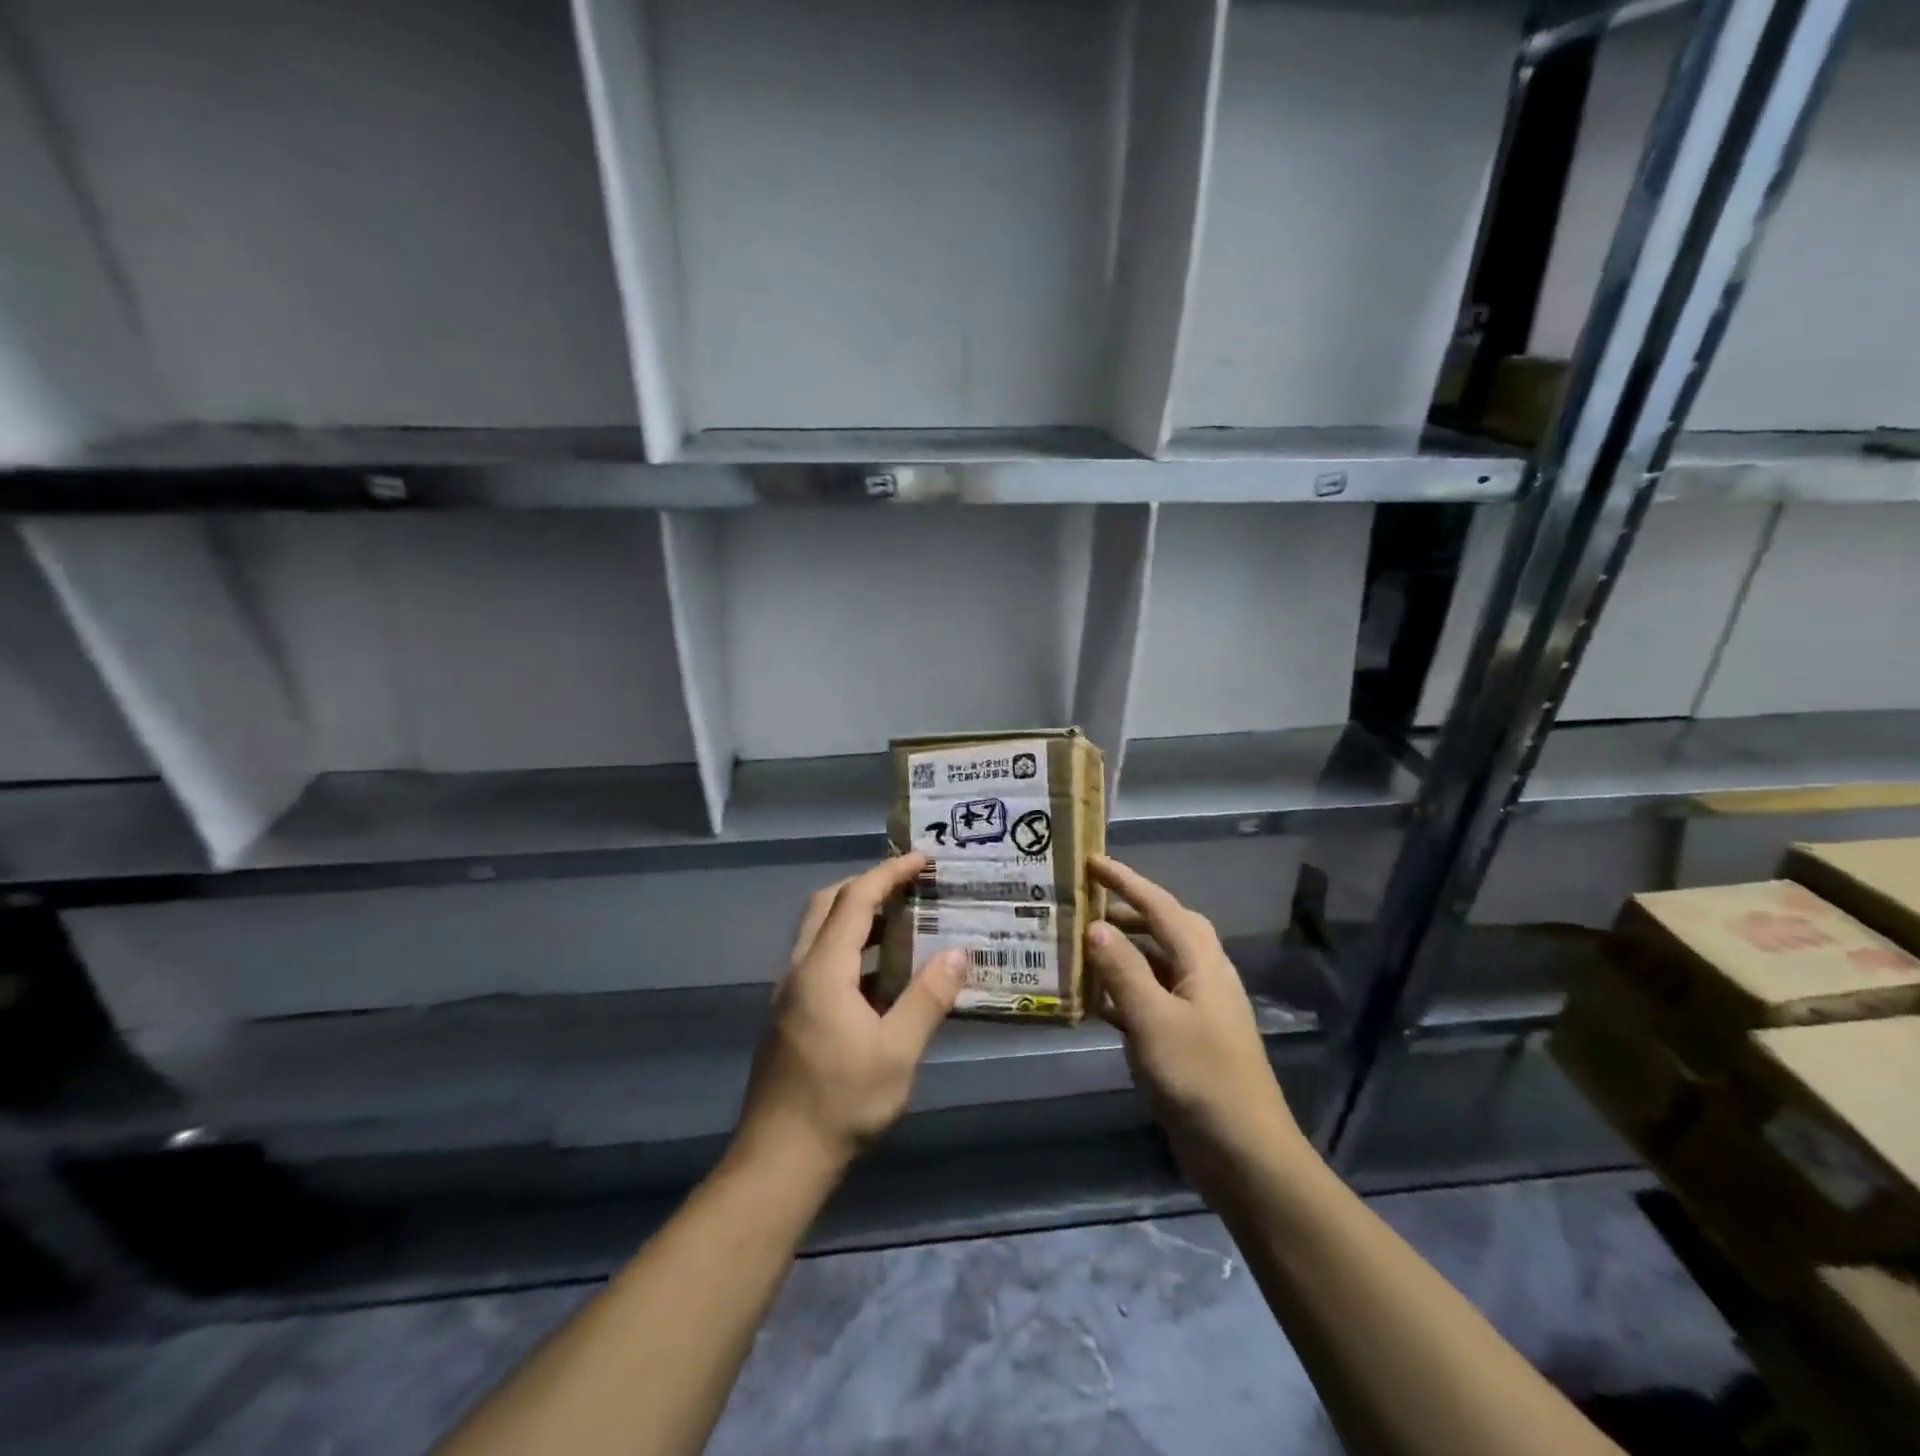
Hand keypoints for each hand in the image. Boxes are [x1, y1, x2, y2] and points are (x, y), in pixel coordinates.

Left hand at [736, 854, 965, 1174]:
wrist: (779, 1160)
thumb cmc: (841, 1102)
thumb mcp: (897, 1052)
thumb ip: (928, 998)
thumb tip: (959, 952)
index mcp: (823, 969)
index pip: (855, 900)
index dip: (888, 873)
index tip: (921, 860)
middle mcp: (800, 970)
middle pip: (828, 905)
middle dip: (867, 885)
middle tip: (909, 886)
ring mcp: (790, 993)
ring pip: (820, 933)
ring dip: (858, 918)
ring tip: (904, 924)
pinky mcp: (791, 1015)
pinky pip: (821, 961)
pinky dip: (852, 949)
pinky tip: (884, 978)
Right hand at [1085, 856, 1306, 1196]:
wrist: (1244, 1155)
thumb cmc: (1201, 1079)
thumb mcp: (1154, 1020)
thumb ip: (1123, 971)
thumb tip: (1095, 926)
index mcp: (1203, 964)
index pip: (1161, 907)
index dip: (1127, 881)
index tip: (1092, 861)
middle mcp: (1203, 978)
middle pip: (1165, 929)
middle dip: (1128, 910)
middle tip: (1086, 903)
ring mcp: (1196, 1011)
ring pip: (1156, 965)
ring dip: (1123, 951)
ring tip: (1082, 945)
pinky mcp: (1186, 1040)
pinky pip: (1150, 999)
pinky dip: (1123, 991)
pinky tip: (1093, 1000)